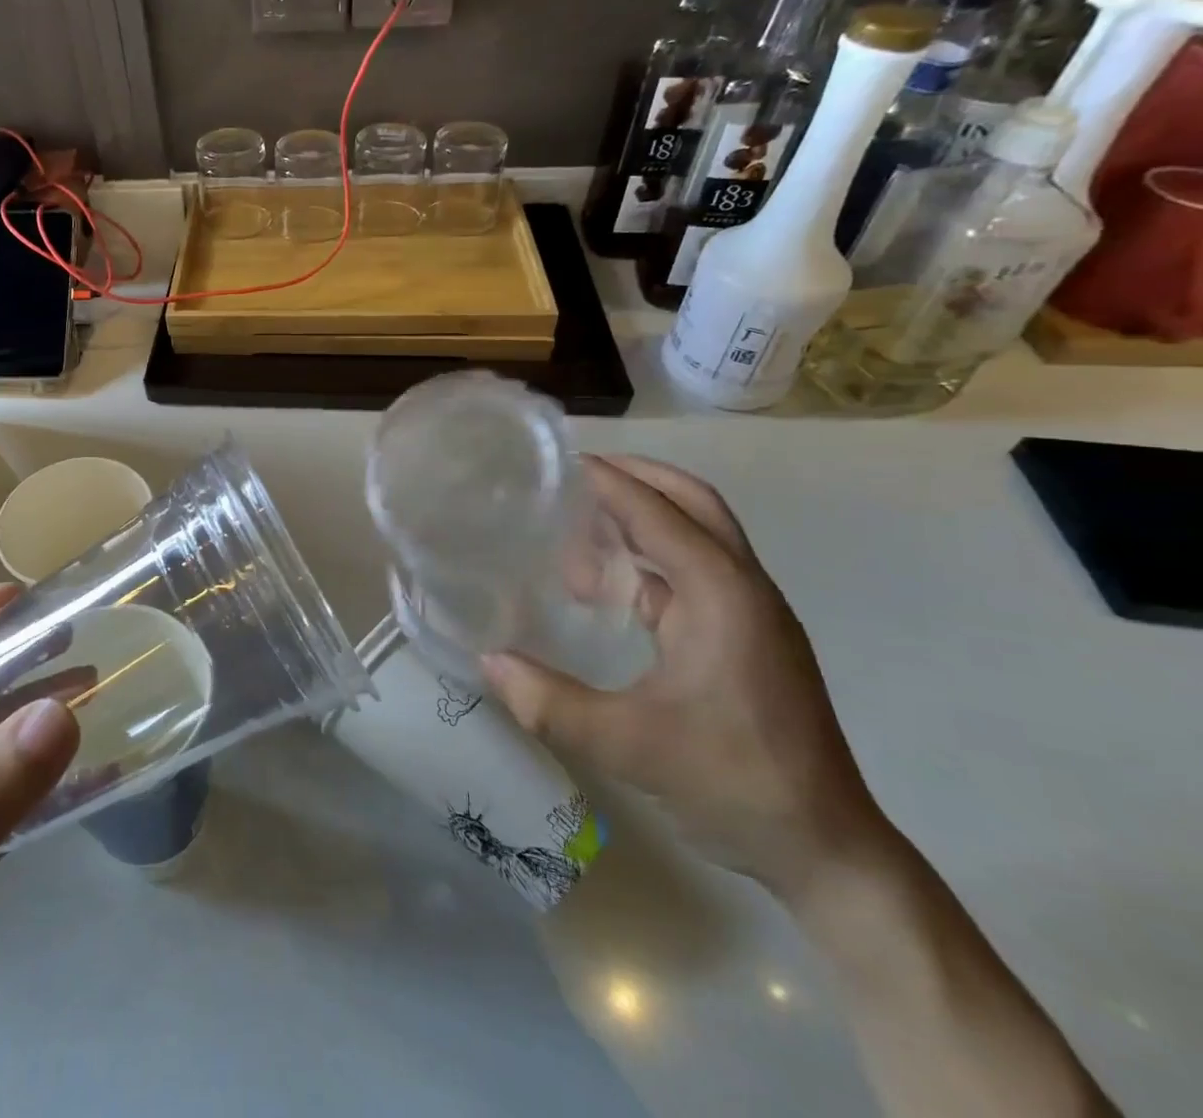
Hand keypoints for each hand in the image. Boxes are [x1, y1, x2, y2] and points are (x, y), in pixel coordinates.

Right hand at [483, 456, 887, 898]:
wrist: (826, 851)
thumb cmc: (734, 782)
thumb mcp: (630, 745)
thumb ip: (551, 703)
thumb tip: (487, 662)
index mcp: (722, 596)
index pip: (658, 513)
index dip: (609, 482)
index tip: (559, 462)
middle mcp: (743, 590)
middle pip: (694, 504)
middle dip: (638, 479)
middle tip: (576, 477)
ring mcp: (750, 615)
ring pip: (697, 537)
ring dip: (643, 520)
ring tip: (579, 530)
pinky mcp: (746, 640)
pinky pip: (694, 574)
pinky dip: (651, 561)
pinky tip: (609, 588)